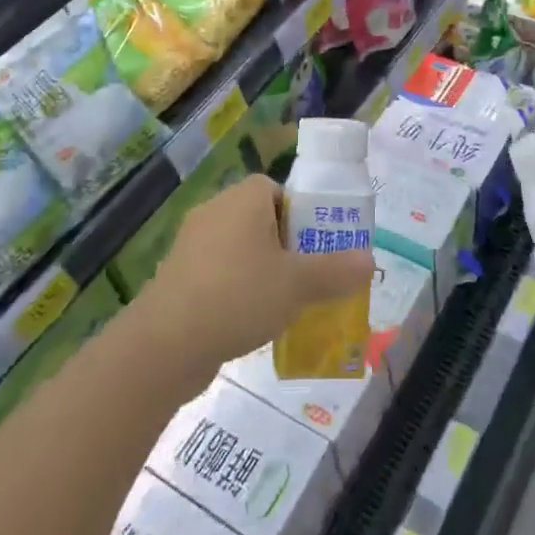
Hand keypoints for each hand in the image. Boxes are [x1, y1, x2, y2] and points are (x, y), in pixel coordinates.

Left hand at [137, 175, 375, 385]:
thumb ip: (337, 271)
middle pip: (262, 220)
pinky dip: (236, 291)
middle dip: (287, 248)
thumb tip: (369, 261)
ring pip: (240, 250)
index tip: (319, 247)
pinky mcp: (177, 277)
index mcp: (243, 198)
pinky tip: (250, 323)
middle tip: (309, 278)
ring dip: (262, 272)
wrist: (165, 344)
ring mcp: (191, 245)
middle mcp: (215, 211)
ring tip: (285, 305)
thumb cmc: (239, 296)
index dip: (303, 214)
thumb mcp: (299, 285)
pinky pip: (218, 275)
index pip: (278, 190)